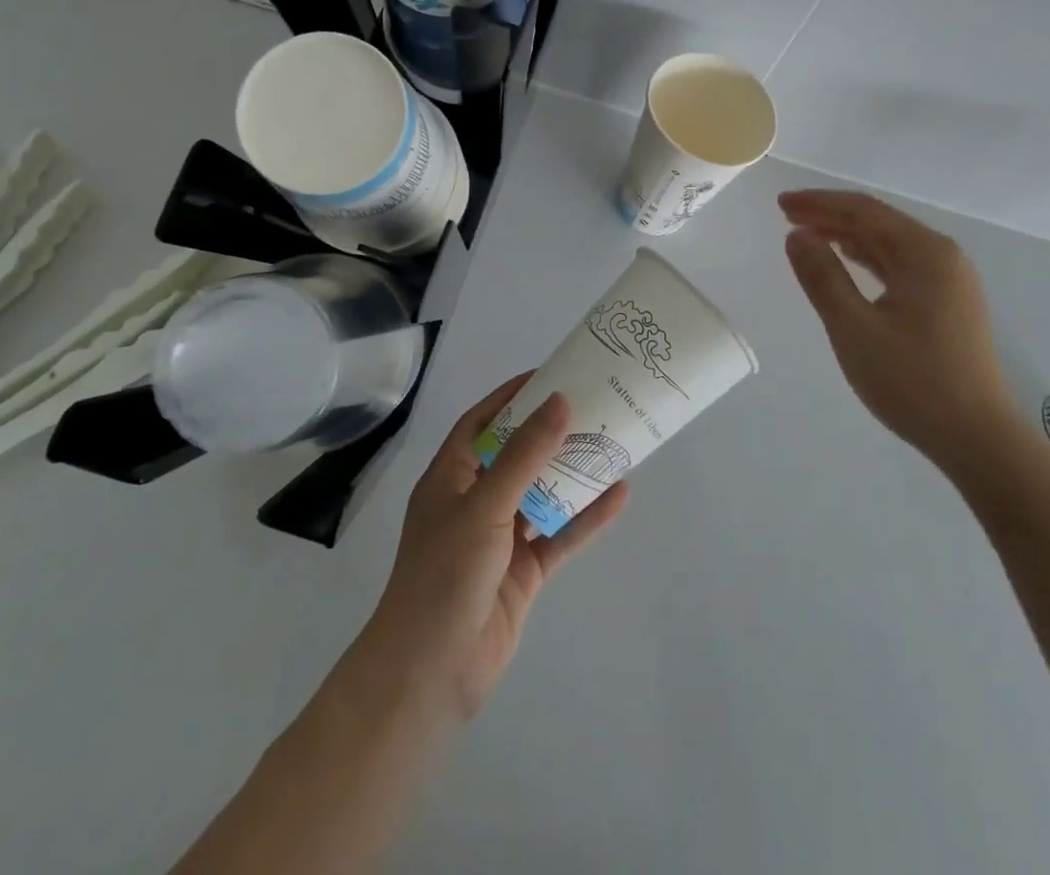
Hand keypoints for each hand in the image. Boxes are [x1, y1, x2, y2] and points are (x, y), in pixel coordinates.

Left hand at [358, 374, 630, 724]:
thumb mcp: (484, 505)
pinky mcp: (522, 572)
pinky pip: (558, 536)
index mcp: (450, 478)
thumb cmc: (445, 573)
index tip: (548, 377)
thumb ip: (524, 455)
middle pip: (516, 455)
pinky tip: (618, 496)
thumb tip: (558, 402)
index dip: (510, 398)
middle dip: (549, 433)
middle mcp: (474, 502)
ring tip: (611, 442)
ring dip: (571, 473)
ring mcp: (499, 539)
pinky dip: (585, 518)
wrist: (430, 673)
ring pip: (541, 494)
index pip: (480, 423)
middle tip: (591, 406)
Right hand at [780, 190, 1019, 476]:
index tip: (781, 204)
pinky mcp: (948, 304)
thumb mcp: (854, 328)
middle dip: (831, 216)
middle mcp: (942, 257)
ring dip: (847, 236)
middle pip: (878, 222)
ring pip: (889, 244)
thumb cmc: (912, 381)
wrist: (977, 439)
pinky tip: (847, 261)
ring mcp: (949, 281)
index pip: (864, 211)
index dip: (819, 203)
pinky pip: (899, 266)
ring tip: (807, 235)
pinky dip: (867, 259)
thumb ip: (822, 277)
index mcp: (925, 253)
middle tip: (787, 216)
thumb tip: (796, 235)